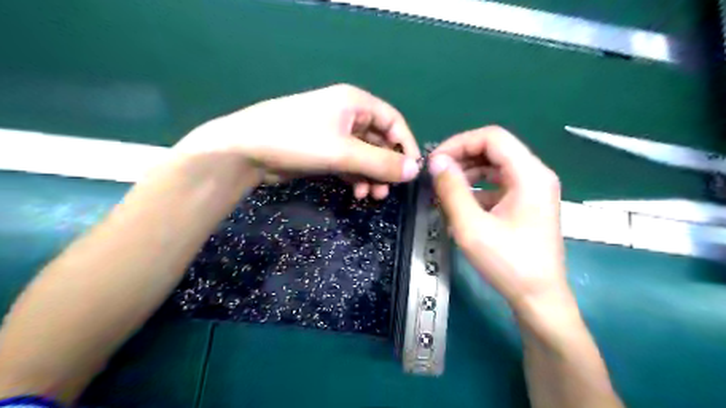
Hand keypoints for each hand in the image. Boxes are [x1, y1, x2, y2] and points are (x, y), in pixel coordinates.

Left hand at [179, 83, 423, 198]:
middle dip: (385, 167)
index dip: (405, 145)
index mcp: (355, 103)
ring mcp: (334, 134)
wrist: (247, 150)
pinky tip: (357, 192)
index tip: (411, 171)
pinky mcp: (323, 151)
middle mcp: (347, 115)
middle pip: (379, 141)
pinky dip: (356, 177)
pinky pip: (349, 163)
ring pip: (364, 156)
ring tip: (371, 196)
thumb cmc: (299, 140)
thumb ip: (381, 162)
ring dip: (371, 176)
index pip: (393, 122)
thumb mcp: (344, 151)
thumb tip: (415, 170)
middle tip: (387, 191)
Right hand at [426, 126, 569, 313]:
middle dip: (461, 158)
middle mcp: (536, 175)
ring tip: (444, 190)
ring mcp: (533, 190)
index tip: (435, 161)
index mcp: (530, 174)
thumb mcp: (471, 227)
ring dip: (467, 173)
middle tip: (435, 175)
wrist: (539, 299)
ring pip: (495, 166)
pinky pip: (498, 184)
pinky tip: (460, 206)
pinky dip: (476, 189)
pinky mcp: (527, 203)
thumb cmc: (508, 263)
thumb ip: (452, 190)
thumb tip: (436, 161)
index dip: (459, 143)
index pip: (492, 137)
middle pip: (494, 149)